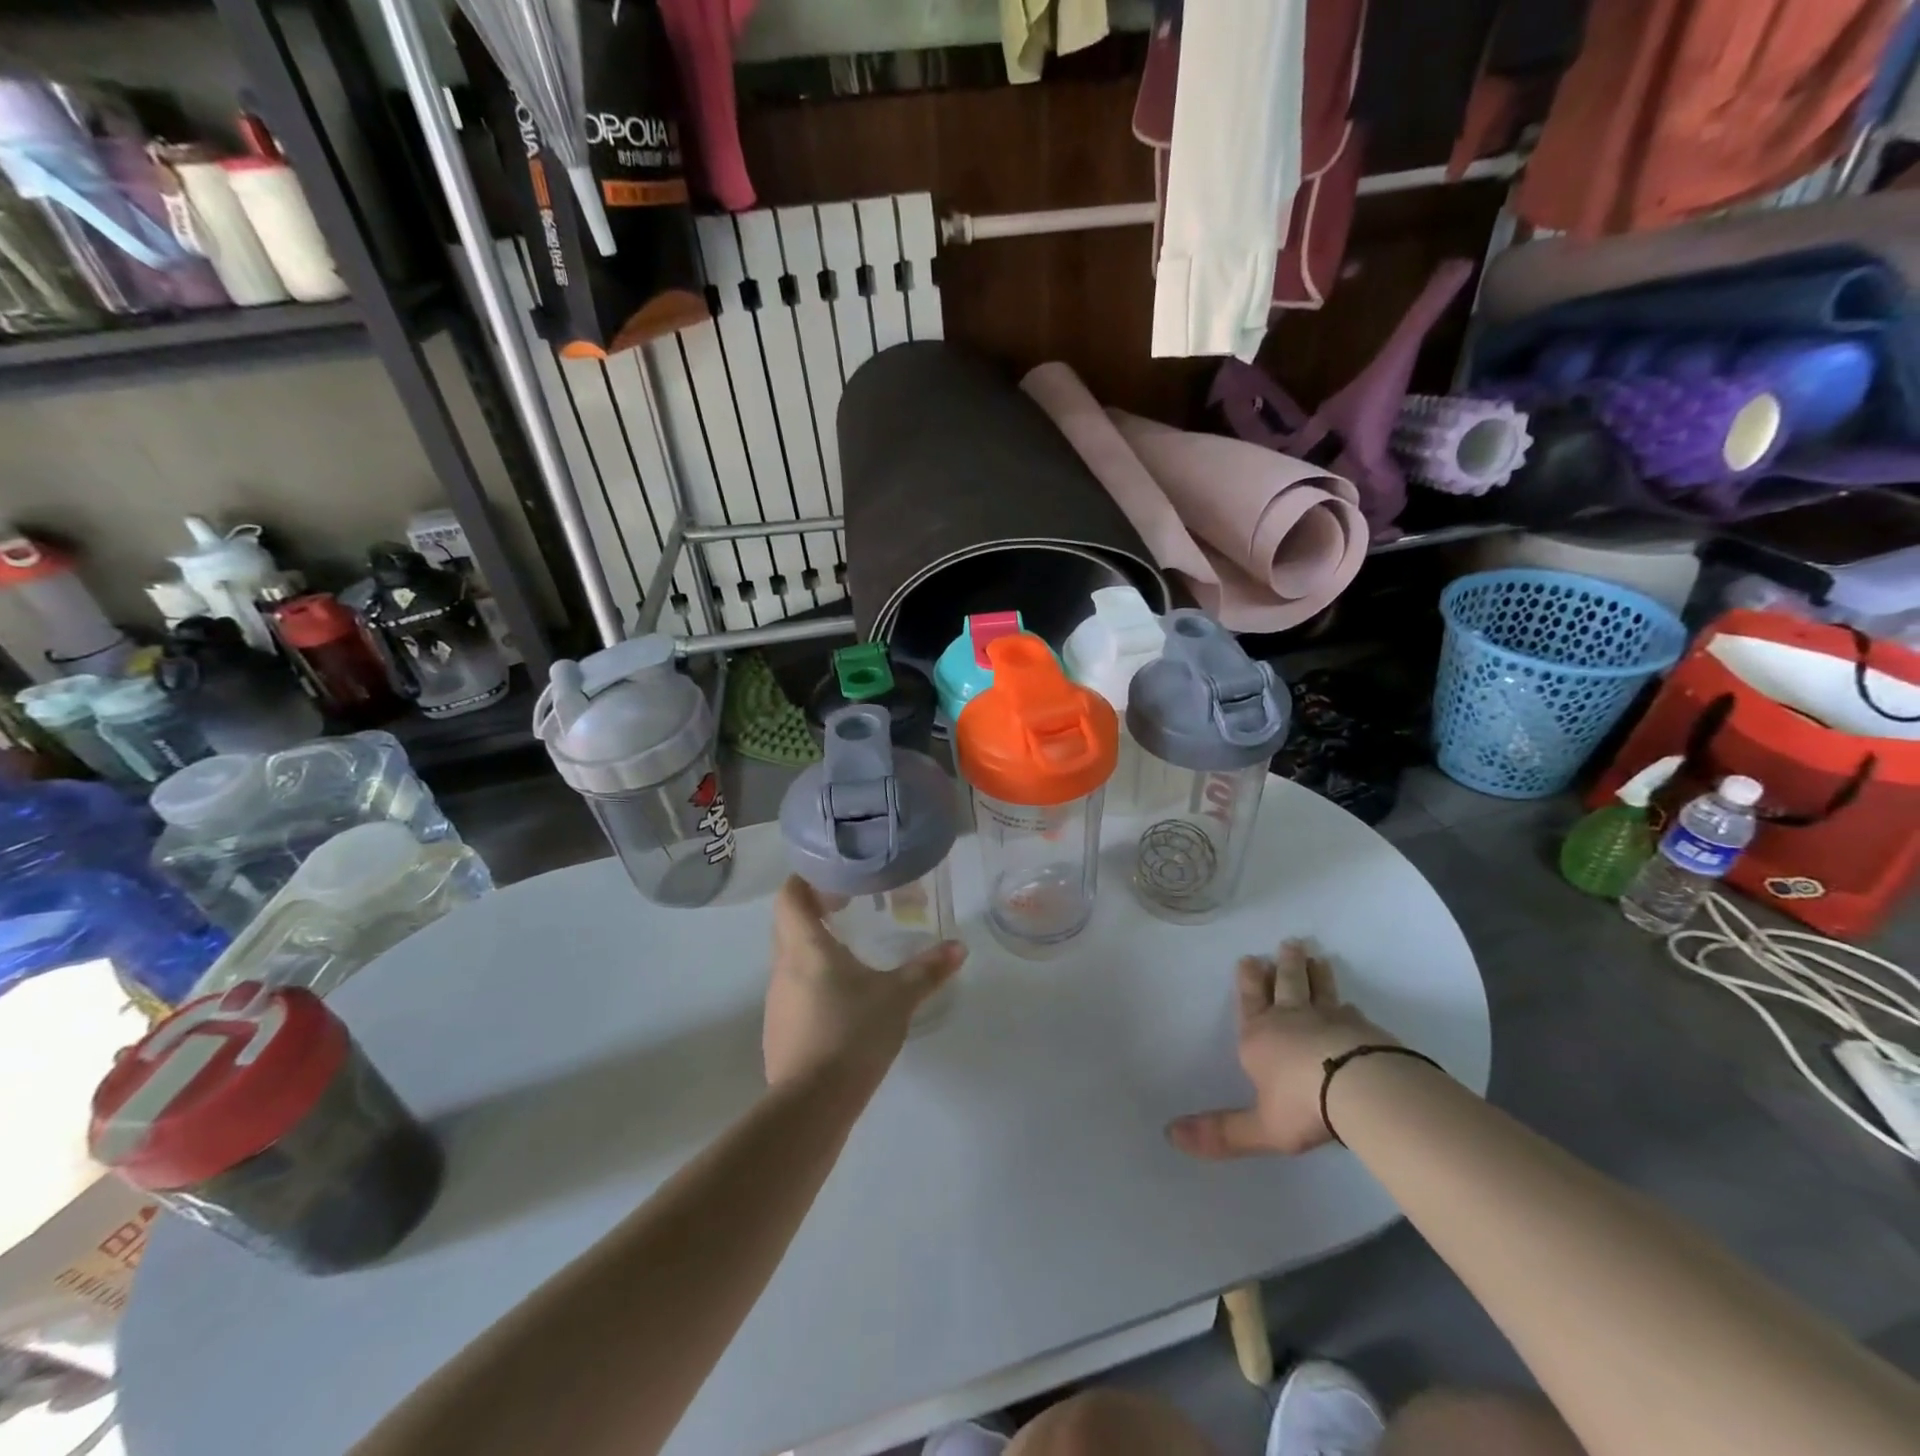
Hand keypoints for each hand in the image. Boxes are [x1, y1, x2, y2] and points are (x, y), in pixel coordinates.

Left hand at [764, 876, 965, 1088]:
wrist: (812, 1105)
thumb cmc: (852, 1034)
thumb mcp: (898, 998)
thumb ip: (928, 970)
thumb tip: (959, 947)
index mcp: (805, 947)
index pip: (790, 896)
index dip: (807, 881)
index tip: (835, 881)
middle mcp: (783, 968)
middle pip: (788, 926)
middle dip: (815, 914)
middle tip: (851, 912)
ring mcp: (776, 1002)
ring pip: (791, 961)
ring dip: (815, 952)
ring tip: (853, 957)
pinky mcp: (778, 1031)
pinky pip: (794, 993)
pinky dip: (814, 985)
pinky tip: (843, 1003)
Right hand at [1167, 941, 1391, 1157]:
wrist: (1360, 1089)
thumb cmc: (1301, 1105)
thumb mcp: (1259, 1127)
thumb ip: (1221, 1133)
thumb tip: (1169, 1136)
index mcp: (1259, 1037)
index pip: (1250, 1001)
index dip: (1248, 981)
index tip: (1250, 958)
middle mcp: (1291, 1020)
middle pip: (1286, 985)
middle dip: (1285, 966)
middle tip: (1290, 943)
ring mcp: (1329, 1020)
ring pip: (1319, 990)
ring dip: (1316, 974)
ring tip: (1317, 957)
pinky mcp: (1362, 1029)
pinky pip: (1351, 1012)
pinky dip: (1347, 1006)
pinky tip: (1351, 1004)